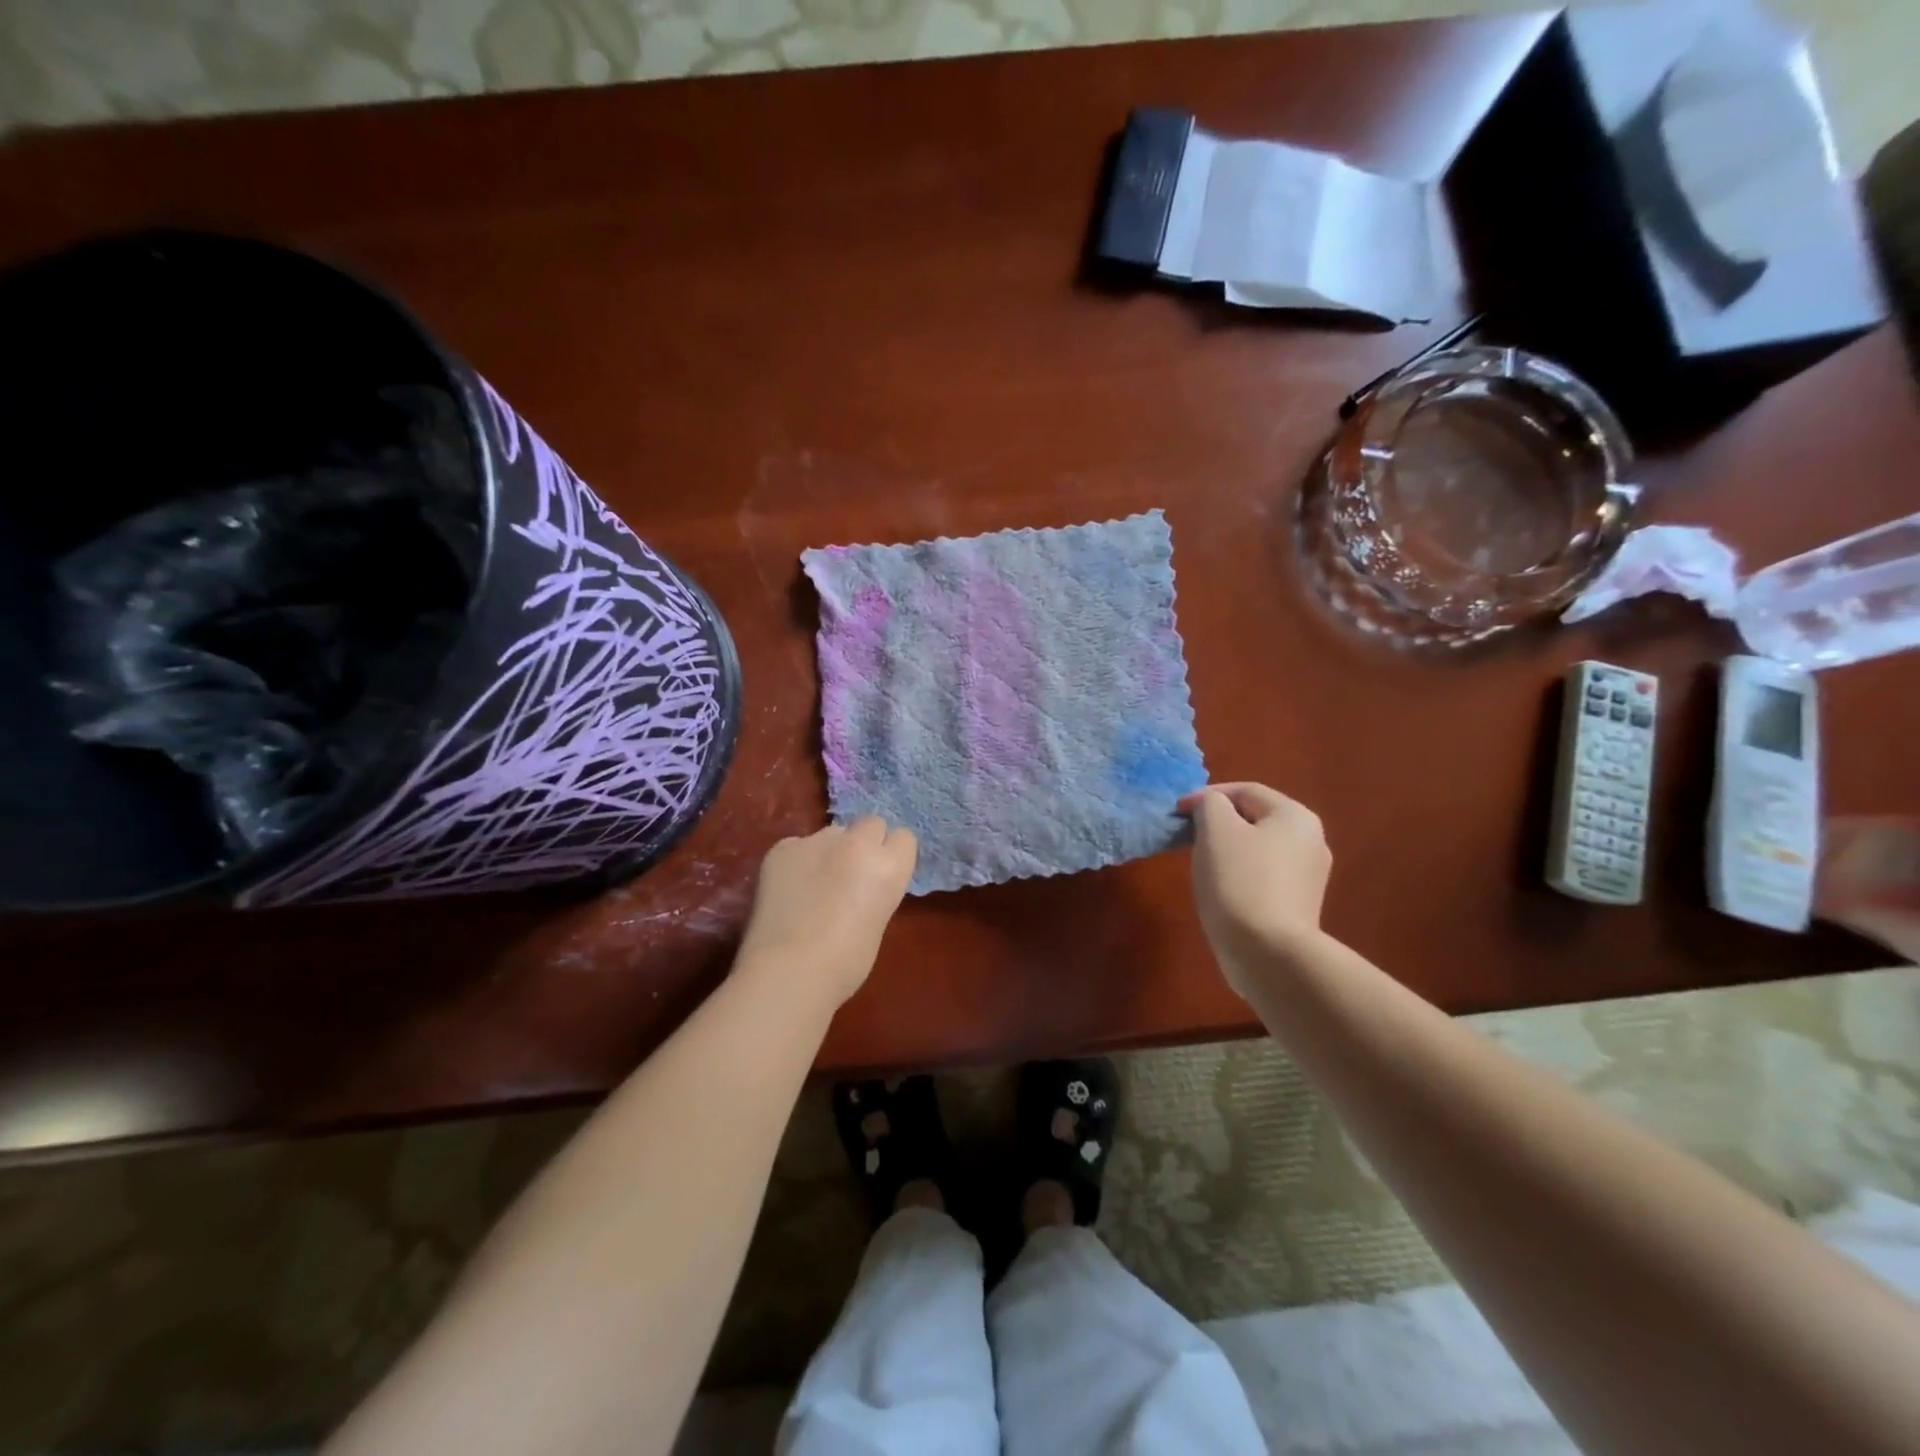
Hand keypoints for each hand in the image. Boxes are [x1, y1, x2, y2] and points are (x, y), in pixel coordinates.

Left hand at [735, 817, 917, 1007]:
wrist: (790, 971)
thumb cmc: (846, 963)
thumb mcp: (878, 921)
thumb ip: (875, 890)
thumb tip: (860, 886)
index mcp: (889, 866)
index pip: (903, 837)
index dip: (891, 855)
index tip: (880, 875)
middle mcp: (857, 843)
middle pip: (870, 823)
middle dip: (864, 843)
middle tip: (850, 874)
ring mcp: (816, 841)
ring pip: (832, 833)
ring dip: (829, 851)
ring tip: (813, 884)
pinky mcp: (782, 849)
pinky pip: (797, 845)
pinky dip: (796, 862)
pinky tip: (788, 889)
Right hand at [1178, 783, 1330, 994]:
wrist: (1268, 953)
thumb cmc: (1239, 881)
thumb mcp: (1215, 830)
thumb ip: (1210, 804)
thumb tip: (1211, 807)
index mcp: (1295, 816)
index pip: (1245, 791)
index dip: (1206, 796)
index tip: (1177, 813)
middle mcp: (1311, 841)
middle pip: (1254, 818)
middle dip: (1218, 823)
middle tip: (1187, 836)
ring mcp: (1308, 877)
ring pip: (1258, 848)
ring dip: (1228, 849)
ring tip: (1201, 863)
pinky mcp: (1299, 905)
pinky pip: (1263, 876)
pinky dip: (1240, 874)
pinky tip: (1222, 890)